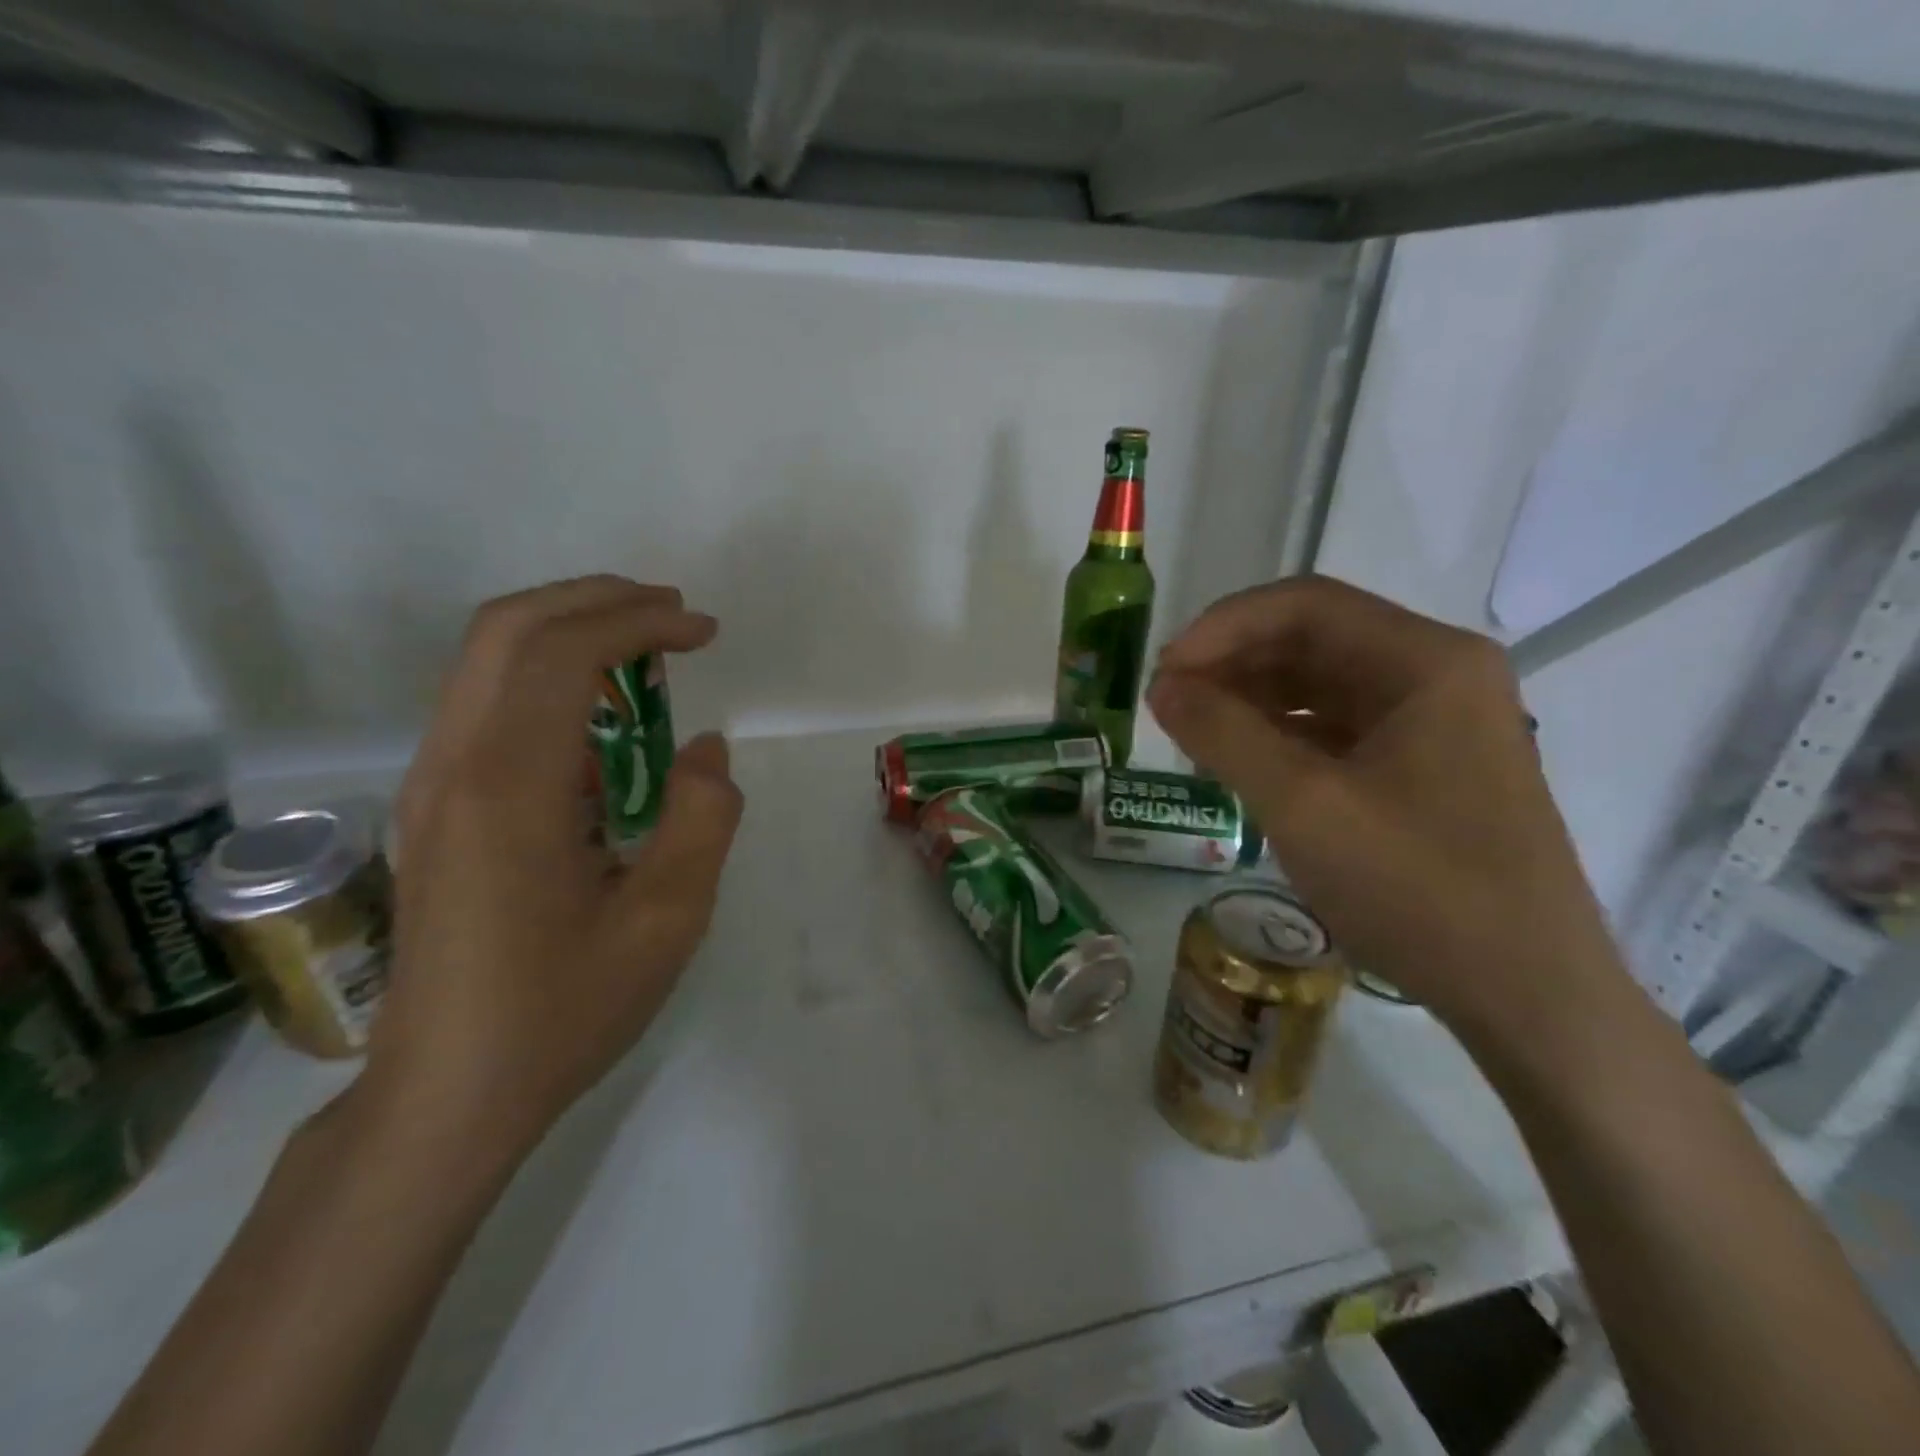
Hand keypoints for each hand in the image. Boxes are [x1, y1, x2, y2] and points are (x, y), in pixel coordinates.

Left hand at [363, 576, 743, 1156]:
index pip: (564, 654)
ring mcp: (431, 784)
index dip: (639, 623)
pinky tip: (603, 716)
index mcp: (510, 788)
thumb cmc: (564, 1009)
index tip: (704, 632)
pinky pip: (483, 701)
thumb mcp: (669, 920)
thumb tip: (704, 749)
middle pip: (508, 629)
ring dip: (568, 630)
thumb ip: (703, 818)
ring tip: (646, 652)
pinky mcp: (433, 806)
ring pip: (485, 658)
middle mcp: (454, 766)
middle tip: (672, 614)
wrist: (447, 1094)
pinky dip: (545, 674)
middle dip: (597, 600)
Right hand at [1147, 576, 1621, 1044]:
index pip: (1304, 606)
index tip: (1164, 670)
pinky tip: (1238, 758)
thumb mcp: (1304, 805)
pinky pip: (1335, 727)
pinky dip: (1280, 733)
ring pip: (1320, 683)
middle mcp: (1435, 675)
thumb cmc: (1419, 888)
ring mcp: (1433, 722)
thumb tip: (1162, 686)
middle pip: (1313, 639)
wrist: (1527, 995)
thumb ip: (1225, 734)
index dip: (1222, 629)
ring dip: (1251, 697)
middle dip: (1232, 663)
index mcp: (1426, 662)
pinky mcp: (1421, 766)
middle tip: (1168, 703)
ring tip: (1191, 730)